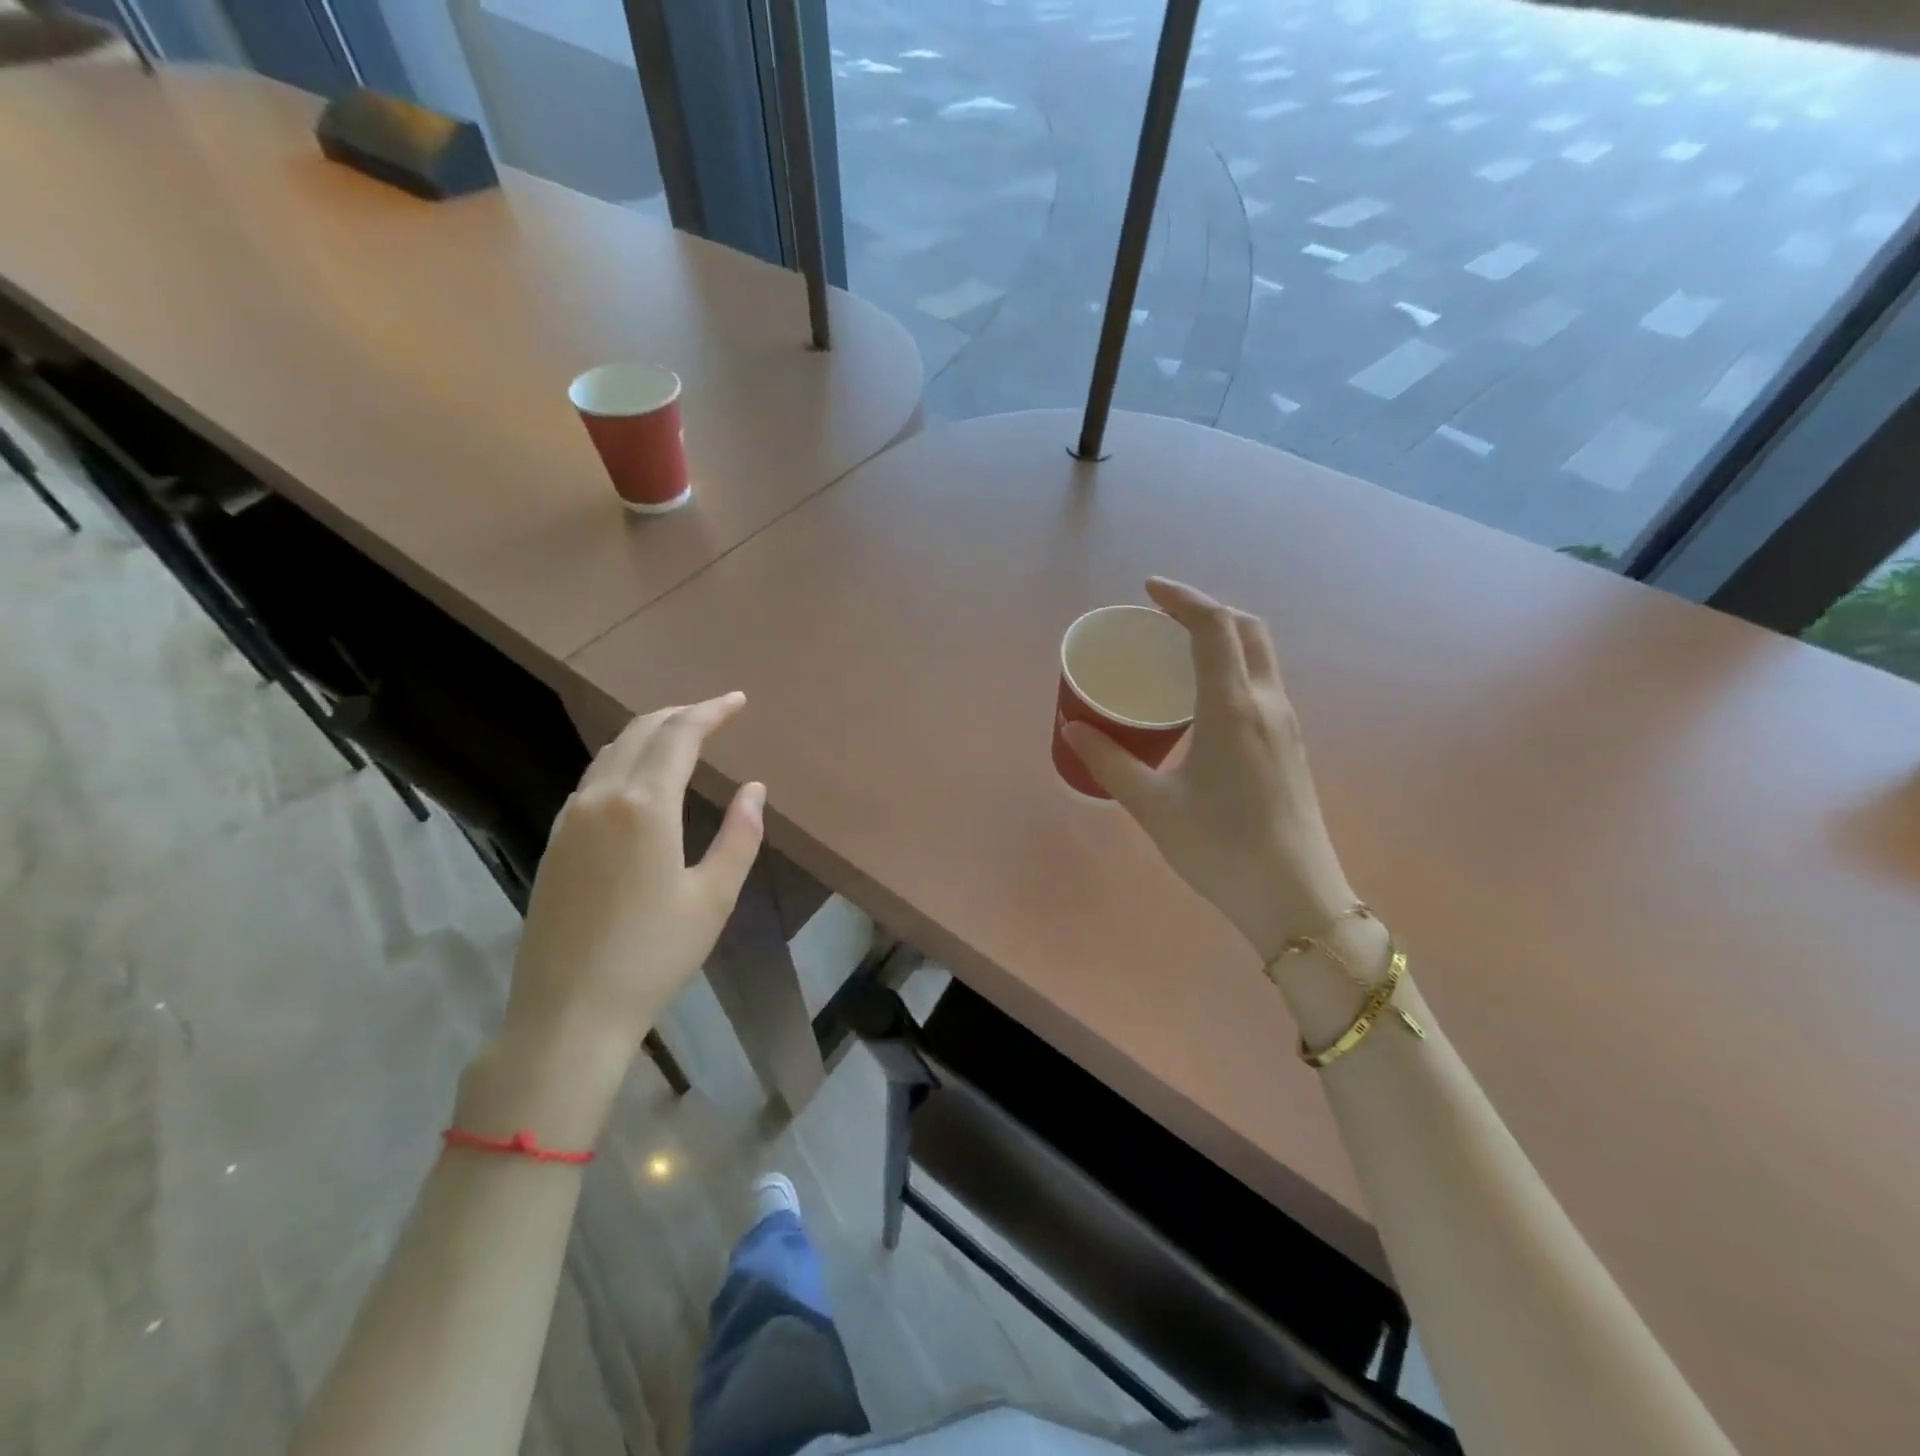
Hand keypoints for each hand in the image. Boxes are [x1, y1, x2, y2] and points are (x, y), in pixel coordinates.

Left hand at [480, 694, 763, 1128]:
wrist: (568, 1012)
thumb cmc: (654, 955)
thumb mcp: (713, 897)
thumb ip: (740, 835)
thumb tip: (753, 788)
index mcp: (645, 806)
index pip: (679, 736)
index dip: (711, 712)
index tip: (738, 701)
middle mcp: (601, 799)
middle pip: (640, 733)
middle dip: (679, 715)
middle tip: (714, 713)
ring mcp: (570, 820)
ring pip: (610, 753)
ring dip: (649, 734)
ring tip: (681, 737)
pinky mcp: (555, 843)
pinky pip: (593, 780)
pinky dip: (624, 761)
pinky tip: (640, 780)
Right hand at [1062, 579, 1353, 961]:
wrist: (1296, 897)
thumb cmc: (1220, 847)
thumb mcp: (1153, 805)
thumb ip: (1110, 761)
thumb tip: (1073, 728)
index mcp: (1233, 707)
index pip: (1214, 626)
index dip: (1182, 597)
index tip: (1148, 590)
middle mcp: (1267, 703)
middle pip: (1246, 629)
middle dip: (1206, 610)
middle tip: (1163, 618)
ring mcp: (1286, 724)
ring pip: (1260, 655)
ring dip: (1223, 637)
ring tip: (1178, 653)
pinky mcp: (1291, 746)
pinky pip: (1262, 683)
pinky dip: (1233, 667)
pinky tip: (1203, 699)